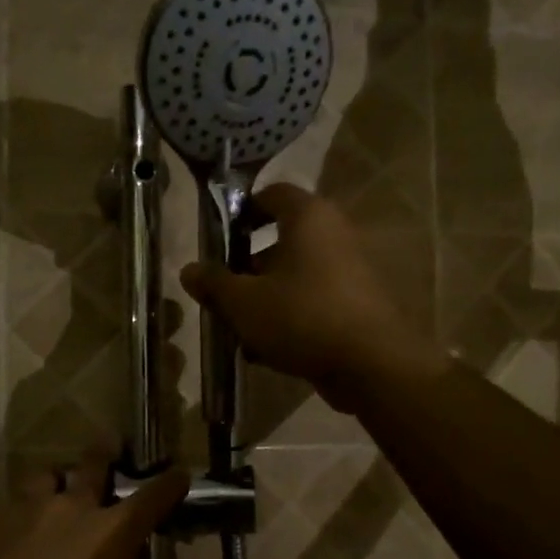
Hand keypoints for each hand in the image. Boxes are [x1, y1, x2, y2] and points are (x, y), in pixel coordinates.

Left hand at [0, 454, 188, 558]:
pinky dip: (26, 511)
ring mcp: (31, 515)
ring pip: (46, 476)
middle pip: (93, 465)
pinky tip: (24, 528)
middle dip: (106, 455)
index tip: (179, 475)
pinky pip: (16, 507)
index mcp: (116, 531)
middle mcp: (75, 509)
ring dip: (58, 478)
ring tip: (59, 485)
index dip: (170, 485)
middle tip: (110, 448)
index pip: (153, 496)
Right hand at [179, 184, 442, 409]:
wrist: (370, 364)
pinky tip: (268, 351)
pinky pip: (314, 301)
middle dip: (248, 267)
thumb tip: (189, 270)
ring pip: (296, 276)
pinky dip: (290, 317)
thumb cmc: (300, 317)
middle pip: (282, 241)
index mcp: (308, 218)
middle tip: (224, 292)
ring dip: (266, 298)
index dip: (244, 211)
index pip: (273, 194)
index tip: (221, 238)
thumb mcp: (243, 302)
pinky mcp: (358, 305)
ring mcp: (351, 271)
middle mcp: (335, 234)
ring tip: (240, 330)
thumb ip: (214, 283)